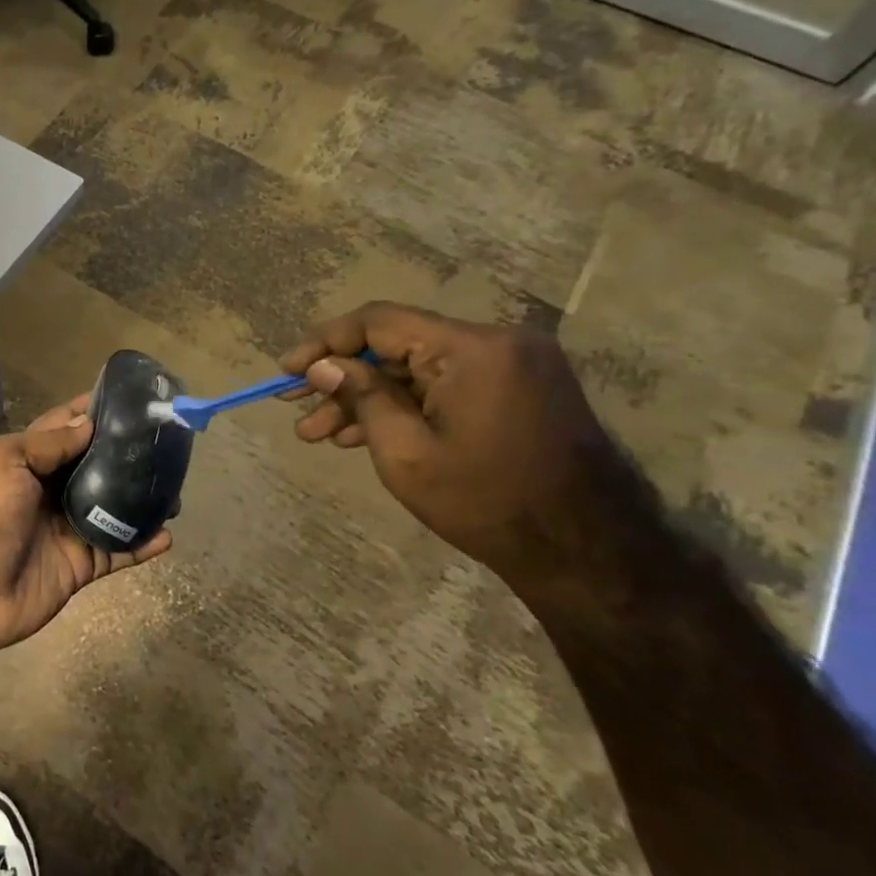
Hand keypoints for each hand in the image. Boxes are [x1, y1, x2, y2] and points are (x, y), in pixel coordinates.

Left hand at [0, 395, 172, 657]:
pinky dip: (142, 543)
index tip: (132, 399)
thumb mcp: (4, 462)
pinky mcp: (79, 565)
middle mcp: (48, 489)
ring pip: (113, 507)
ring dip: (142, 499)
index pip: (64, 427)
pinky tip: (168, 535)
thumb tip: (89, 423)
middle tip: (168, 444)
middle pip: (95, 466)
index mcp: (25, 460)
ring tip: (174, 489)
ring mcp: (65, 528)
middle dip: (128, 455)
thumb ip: (47, 444)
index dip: (93, 412)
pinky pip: (117, 550)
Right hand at [280, 303, 639, 589]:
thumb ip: (361, 396)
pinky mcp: (517, 390)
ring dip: (367, 398)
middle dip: (341, 380)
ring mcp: (511, 366)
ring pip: (416, 370)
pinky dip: (404, 406)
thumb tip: (323, 365)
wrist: (588, 553)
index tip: (287, 370)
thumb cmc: (486, 502)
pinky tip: (360, 434)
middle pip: (396, 346)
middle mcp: (496, 343)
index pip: (379, 321)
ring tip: (317, 434)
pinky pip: (444, 385)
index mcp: (472, 349)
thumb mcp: (405, 452)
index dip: (324, 342)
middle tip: (295, 409)